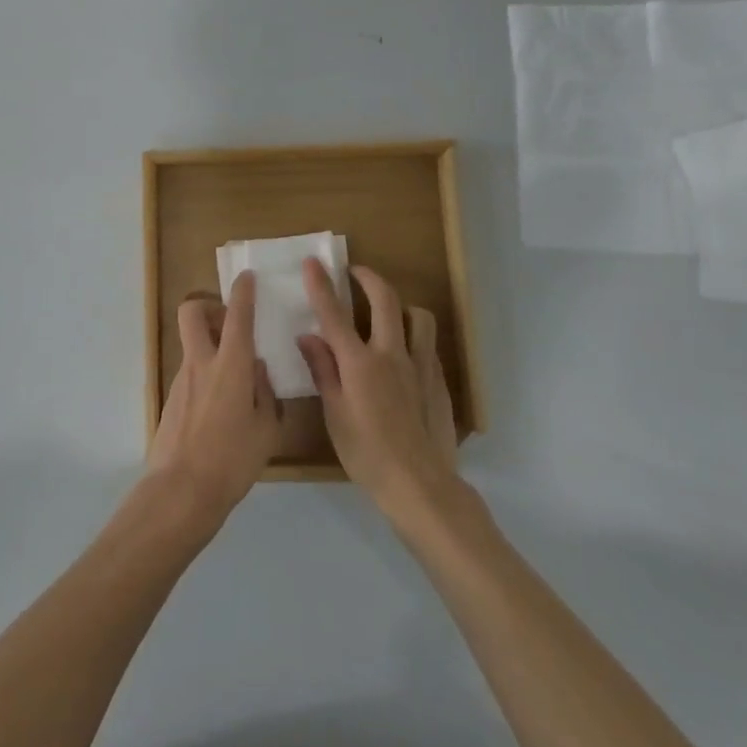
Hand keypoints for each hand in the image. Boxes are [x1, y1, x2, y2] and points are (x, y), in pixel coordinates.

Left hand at [145, 271, 282, 527]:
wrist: (181, 491)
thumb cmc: (232, 460)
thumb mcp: (267, 429)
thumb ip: (265, 394)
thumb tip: (258, 372)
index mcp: (230, 366)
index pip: (237, 316)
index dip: (243, 292)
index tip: (247, 278)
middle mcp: (201, 364)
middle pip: (191, 313)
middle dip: (208, 306)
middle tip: (228, 323)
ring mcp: (181, 381)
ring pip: (192, 345)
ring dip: (210, 346)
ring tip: (237, 378)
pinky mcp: (171, 401)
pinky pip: (191, 374)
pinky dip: (206, 375)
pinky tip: (222, 407)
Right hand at [297, 258, 456, 515]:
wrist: (420, 484)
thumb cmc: (367, 454)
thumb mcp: (334, 415)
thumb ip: (323, 370)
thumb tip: (308, 336)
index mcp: (359, 364)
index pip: (334, 314)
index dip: (321, 285)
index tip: (312, 262)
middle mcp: (391, 354)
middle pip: (384, 299)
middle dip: (368, 278)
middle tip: (355, 271)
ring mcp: (420, 365)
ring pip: (418, 316)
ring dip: (400, 305)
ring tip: (387, 312)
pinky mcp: (438, 380)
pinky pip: (427, 344)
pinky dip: (413, 335)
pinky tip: (403, 353)